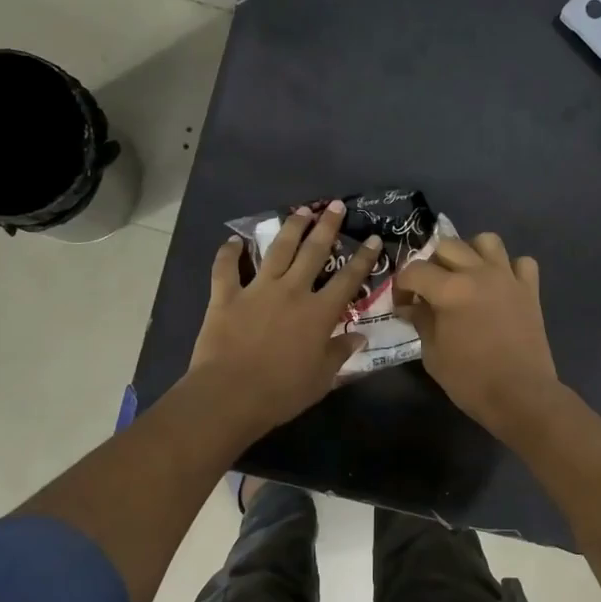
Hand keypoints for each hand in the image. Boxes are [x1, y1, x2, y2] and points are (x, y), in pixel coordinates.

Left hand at [189, 201, 379, 434]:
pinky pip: (226, 269)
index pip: (348, 279)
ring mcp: (257, 290)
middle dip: (327, 227)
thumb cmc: (282, 392)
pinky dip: (228, 253)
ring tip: (301, 210)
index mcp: (319, 313)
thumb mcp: (321, 378)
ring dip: (291, 228)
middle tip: (336, 206)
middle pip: (313, 252)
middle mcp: (292, 291)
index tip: (374, 239)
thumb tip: (358, 336)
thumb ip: (339, 352)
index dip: (364, 258)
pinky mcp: (226, 297)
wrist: (231, 395)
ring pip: (277, 250)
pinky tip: (232, 241)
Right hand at [396, 231, 561, 437]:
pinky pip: (520, 262)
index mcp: (450, 290)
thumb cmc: (470, 380)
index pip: (414, 270)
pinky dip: (509, 268)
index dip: (402, 286)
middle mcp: (479, 273)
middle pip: (447, 245)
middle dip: (432, 264)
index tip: (403, 304)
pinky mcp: (530, 290)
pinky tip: (500, 286)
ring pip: (487, 240)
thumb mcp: (433, 354)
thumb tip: (410, 306)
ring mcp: (508, 278)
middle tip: (430, 289)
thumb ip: (421, 321)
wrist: (520, 396)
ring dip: (471, 253)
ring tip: (465, 276)